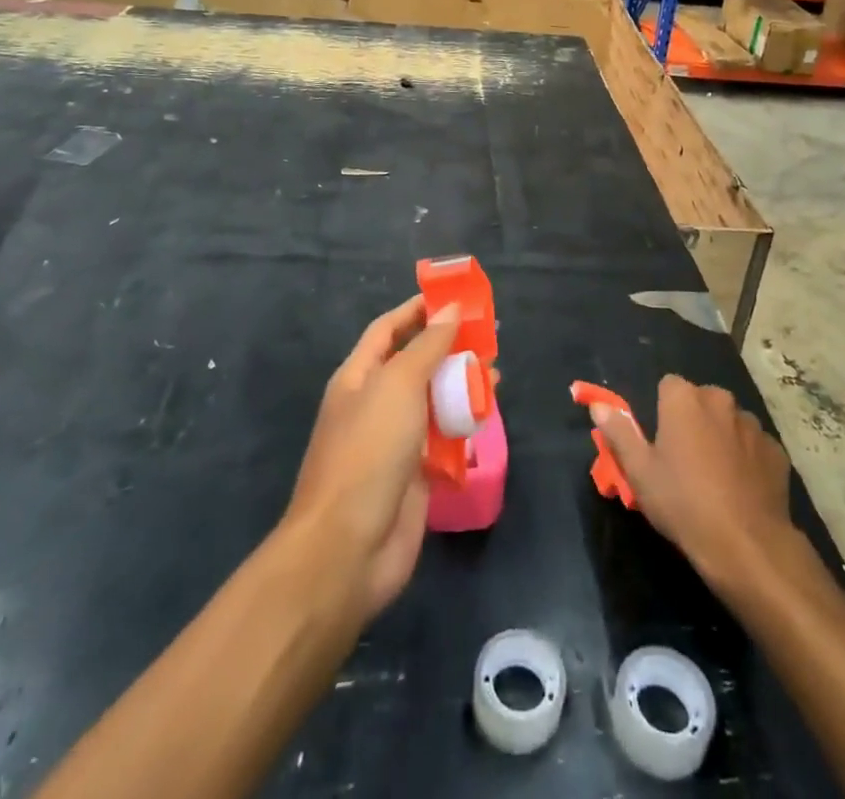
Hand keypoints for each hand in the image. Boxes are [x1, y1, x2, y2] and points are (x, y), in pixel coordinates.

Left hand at [283, 295, 458, 619]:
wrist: (348, 548)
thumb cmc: (368, 451)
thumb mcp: (398, 385)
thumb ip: (428, 345)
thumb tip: (451, 309)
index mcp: (359, 377)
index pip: (389, 329)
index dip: (418, 310)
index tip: (456, 297)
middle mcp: (375, 403)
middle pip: (415, 363)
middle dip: (449, 347)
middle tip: (489, 336)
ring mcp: (394, 441)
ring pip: (433, 401)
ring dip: (461, 385)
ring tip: (496, 373)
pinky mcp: (416, 475)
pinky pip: (444, 439)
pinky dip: (464, 425)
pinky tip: (488, 416)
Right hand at [592, 375, 796, 591]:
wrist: (747, 544)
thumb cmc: (683, 503)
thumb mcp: (639, 472)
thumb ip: (619, 432)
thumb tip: (597, 404)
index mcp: (684, 399)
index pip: (668, 386)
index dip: (662, 411)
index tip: (660, 441)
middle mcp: (720, 400)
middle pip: (701, 401)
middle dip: (694, 421)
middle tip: (684, 461)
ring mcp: (753, 424)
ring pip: (730, 422)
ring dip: (722, 438)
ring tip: (715, 478)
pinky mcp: (776, 450)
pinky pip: (754, 446)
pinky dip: (747, 459)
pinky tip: (742, 490)